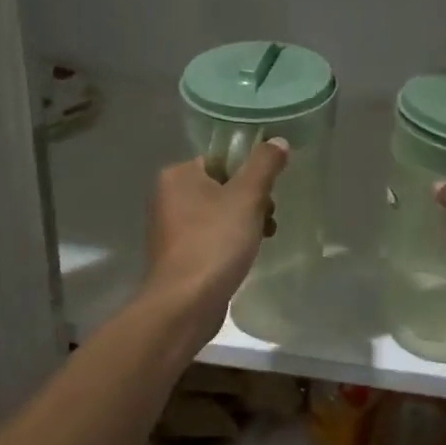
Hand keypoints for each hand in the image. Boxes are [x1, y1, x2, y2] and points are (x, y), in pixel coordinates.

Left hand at [142, 139, 289, 342]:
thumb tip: (277, 141)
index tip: (268, 192)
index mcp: (178, 175)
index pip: (221, 159)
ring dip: (245, 222)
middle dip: (251, 201)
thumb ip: (264, 165)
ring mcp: (170, 229)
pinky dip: (229, 242)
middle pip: (222, 186)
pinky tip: (245, 257)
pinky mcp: (178, 256)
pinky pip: (211, 237)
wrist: (185, 303)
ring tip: (263, 239)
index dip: (249, 172)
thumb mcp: (247, 197)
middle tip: (268, 217)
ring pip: (218, 214)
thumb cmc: (215, 242)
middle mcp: (168, 196)